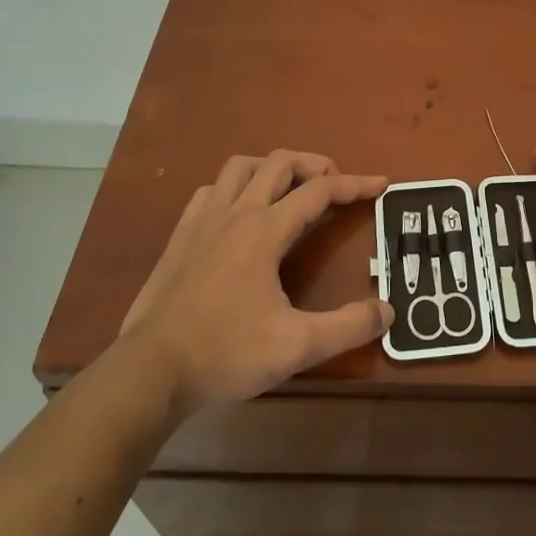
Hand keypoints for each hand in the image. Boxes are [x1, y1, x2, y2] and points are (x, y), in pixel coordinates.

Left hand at [120, 151, 391, 413]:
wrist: (149, 371)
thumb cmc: (225, 354)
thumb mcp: (296, 346)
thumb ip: (347, 327)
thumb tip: (386, 311)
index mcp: (265, 231)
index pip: (319, 191)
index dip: (354, 184)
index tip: (381, 184)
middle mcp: (236, 213)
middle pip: (280, 163)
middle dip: (315, 165)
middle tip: (335, 186)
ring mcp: (203, 221)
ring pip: (241, 167)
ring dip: (272, 168)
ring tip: (290, 189)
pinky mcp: (180, 237)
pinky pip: (211, 191)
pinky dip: (234, 187)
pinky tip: (239, 212)